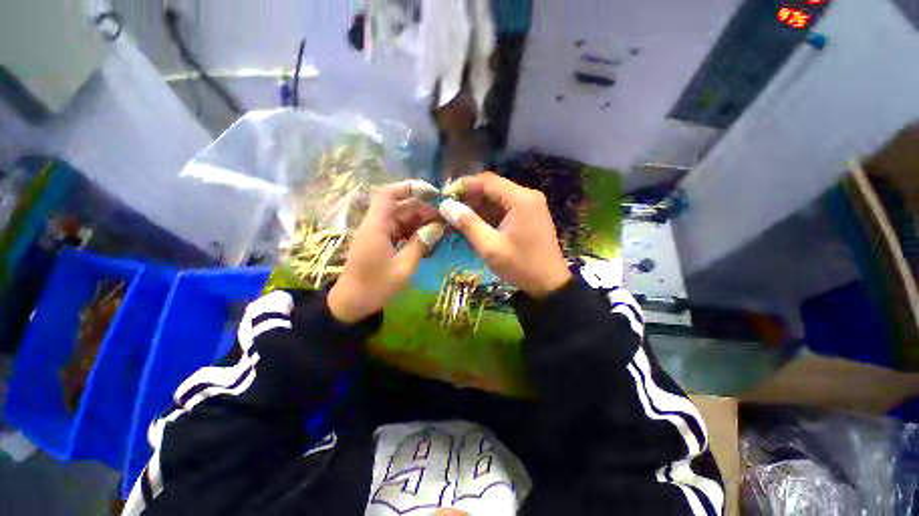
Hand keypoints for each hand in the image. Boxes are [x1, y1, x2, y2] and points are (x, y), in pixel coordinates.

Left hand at [328, 180, 445, 322]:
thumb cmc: (376, 287)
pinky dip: (415, 233)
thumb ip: (420, 244)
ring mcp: (379, 234)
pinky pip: (401, 231)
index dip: (411, 188)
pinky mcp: (382, 243)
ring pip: (403, 219)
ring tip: (442, 229)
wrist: (352, 304)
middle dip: (424, 210)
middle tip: (446, 219)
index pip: (390, 194)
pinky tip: (430, 240)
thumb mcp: (403, 267)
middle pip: (401, 207)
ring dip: (422, 222)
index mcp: (376, 226)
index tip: (434, 193)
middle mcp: (377, 225)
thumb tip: (438, 227)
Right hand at [439, 173, 571, 297]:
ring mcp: (530, 205)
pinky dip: (489, 214)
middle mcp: (527, 196)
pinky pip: (505, 208)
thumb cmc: (520, 266)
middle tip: (450, 210)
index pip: (487, 181)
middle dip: (470, 197)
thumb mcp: (490, 247)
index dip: (463, 185)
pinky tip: (476, 224)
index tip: (444, 195)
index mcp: (520, 199)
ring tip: (459, 219)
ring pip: (498, 198)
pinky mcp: (529, 215)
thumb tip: (446, 206)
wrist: (550, 284)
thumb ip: (468, 223)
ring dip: (478, 207)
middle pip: (493, 187)